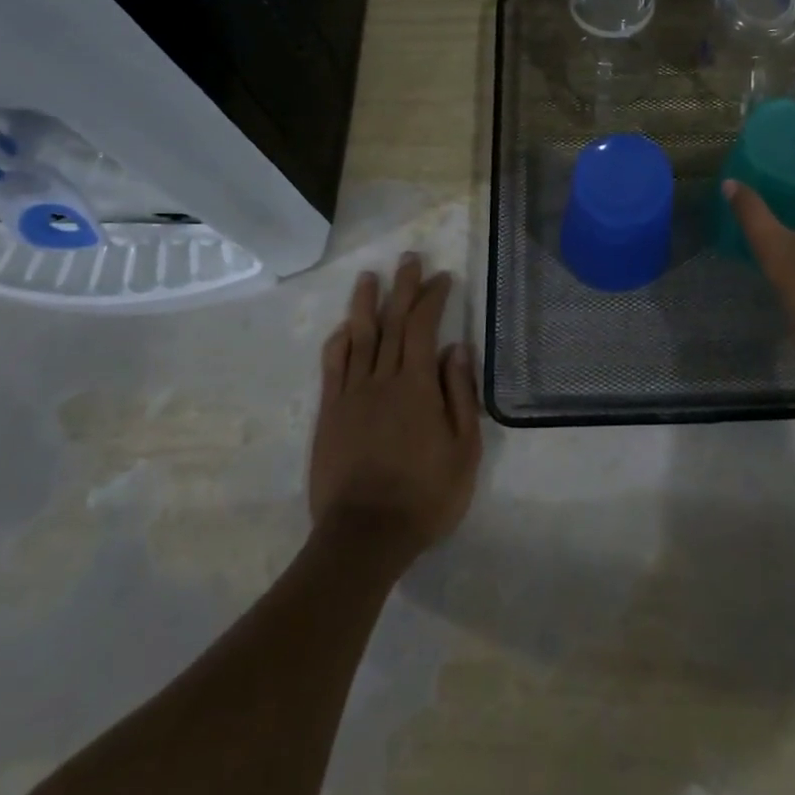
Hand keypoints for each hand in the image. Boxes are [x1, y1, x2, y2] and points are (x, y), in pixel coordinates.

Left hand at [309, 255, 481, 563]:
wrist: (364, 536)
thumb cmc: (425, 495)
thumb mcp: (464, 449)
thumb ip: (460, 395)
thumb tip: (457, 348)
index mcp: (417, 386)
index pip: (423, 327)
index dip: (432, 297)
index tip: (442, 277)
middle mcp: (381, 379)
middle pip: (391, 322)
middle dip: (402, 287)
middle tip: (408, 259)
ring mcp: (351, 395)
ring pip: (358, 336)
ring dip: (365, 303)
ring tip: (369, 276)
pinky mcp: (330, 413)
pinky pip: (333, 367)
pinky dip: (339, 342)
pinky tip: (344, 327)